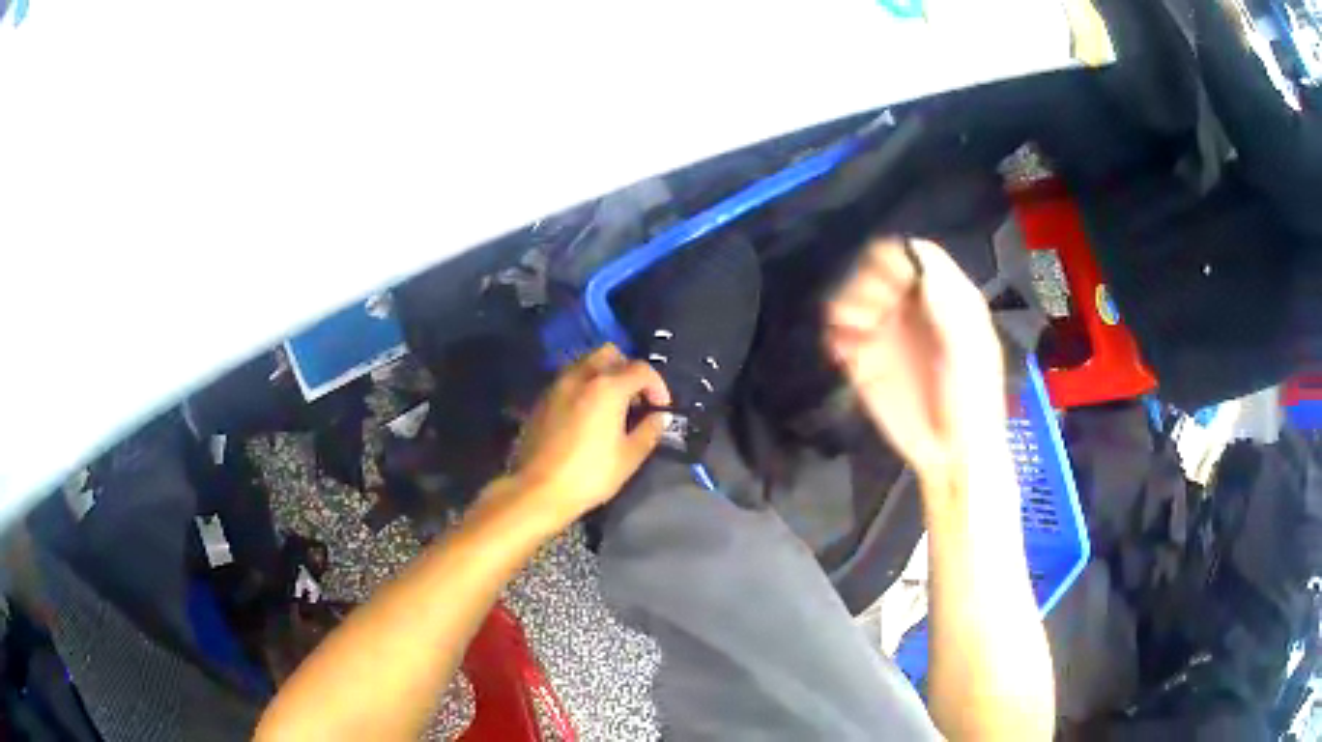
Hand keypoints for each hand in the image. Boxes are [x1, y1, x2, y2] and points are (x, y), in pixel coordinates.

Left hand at [500, 344, 670, 529]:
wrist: (538, 490)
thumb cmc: (589, 475)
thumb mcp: (629, 457)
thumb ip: (649, 431)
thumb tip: (660, 417)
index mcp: (607, 387)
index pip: (641, 369)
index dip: (657, 386)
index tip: (661, 407)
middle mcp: (581, 377)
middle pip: (610, 354)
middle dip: (628, 369)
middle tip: (635, 398)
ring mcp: (557, 386)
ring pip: (585, 364)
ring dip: (604, 375)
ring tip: (611, 406)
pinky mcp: (541, 400)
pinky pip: (569, 380)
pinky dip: (584, 387)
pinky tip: (587, 415)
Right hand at [825, 238, 1006, 482]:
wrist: (951, 455)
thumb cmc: (973, 399)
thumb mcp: (971, 345)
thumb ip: (946, 299)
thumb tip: (912, 252)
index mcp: (946, 297)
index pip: (915, 254)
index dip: (897, 259)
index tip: (887, 282)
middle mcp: (914, 307)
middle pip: (878, 269)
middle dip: (867, 283)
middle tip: (870, 313)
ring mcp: (888, 332)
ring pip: (853, 295)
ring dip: (848, 307)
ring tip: (855, 334)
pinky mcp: (865, 361)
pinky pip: (838, 331)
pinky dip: (836, 334)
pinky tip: (844, 351)